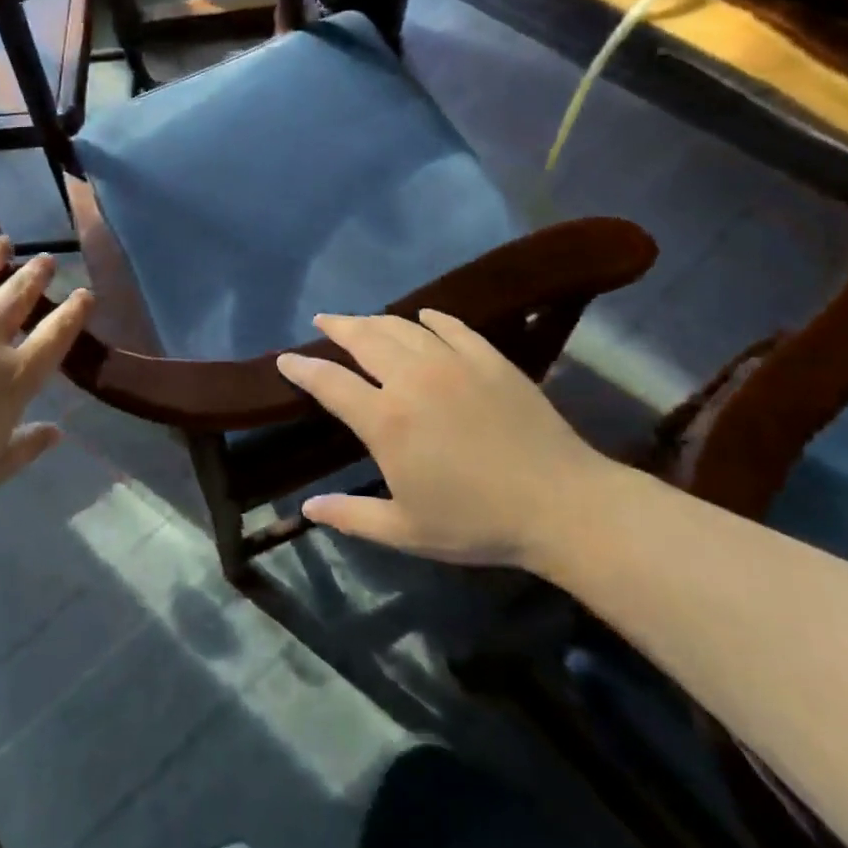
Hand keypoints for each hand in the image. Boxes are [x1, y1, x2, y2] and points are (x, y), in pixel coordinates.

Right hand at [276, 310, 612, 568]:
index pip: (329, 382)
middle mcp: (411, 379)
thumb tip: (307, 508)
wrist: (561, 504)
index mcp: (386, 420)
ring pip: (402, 327)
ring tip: (362, 320)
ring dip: (375, 320)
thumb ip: (352, 516)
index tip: (286, 359)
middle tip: (323, 321)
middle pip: (363, 338)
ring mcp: (452, 362)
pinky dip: (430, 318)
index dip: (302, 368)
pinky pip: (451, 326)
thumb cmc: (477, 522)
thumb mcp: (406, 530)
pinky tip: (423, 317)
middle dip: (337, 326)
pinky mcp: (488, 358)